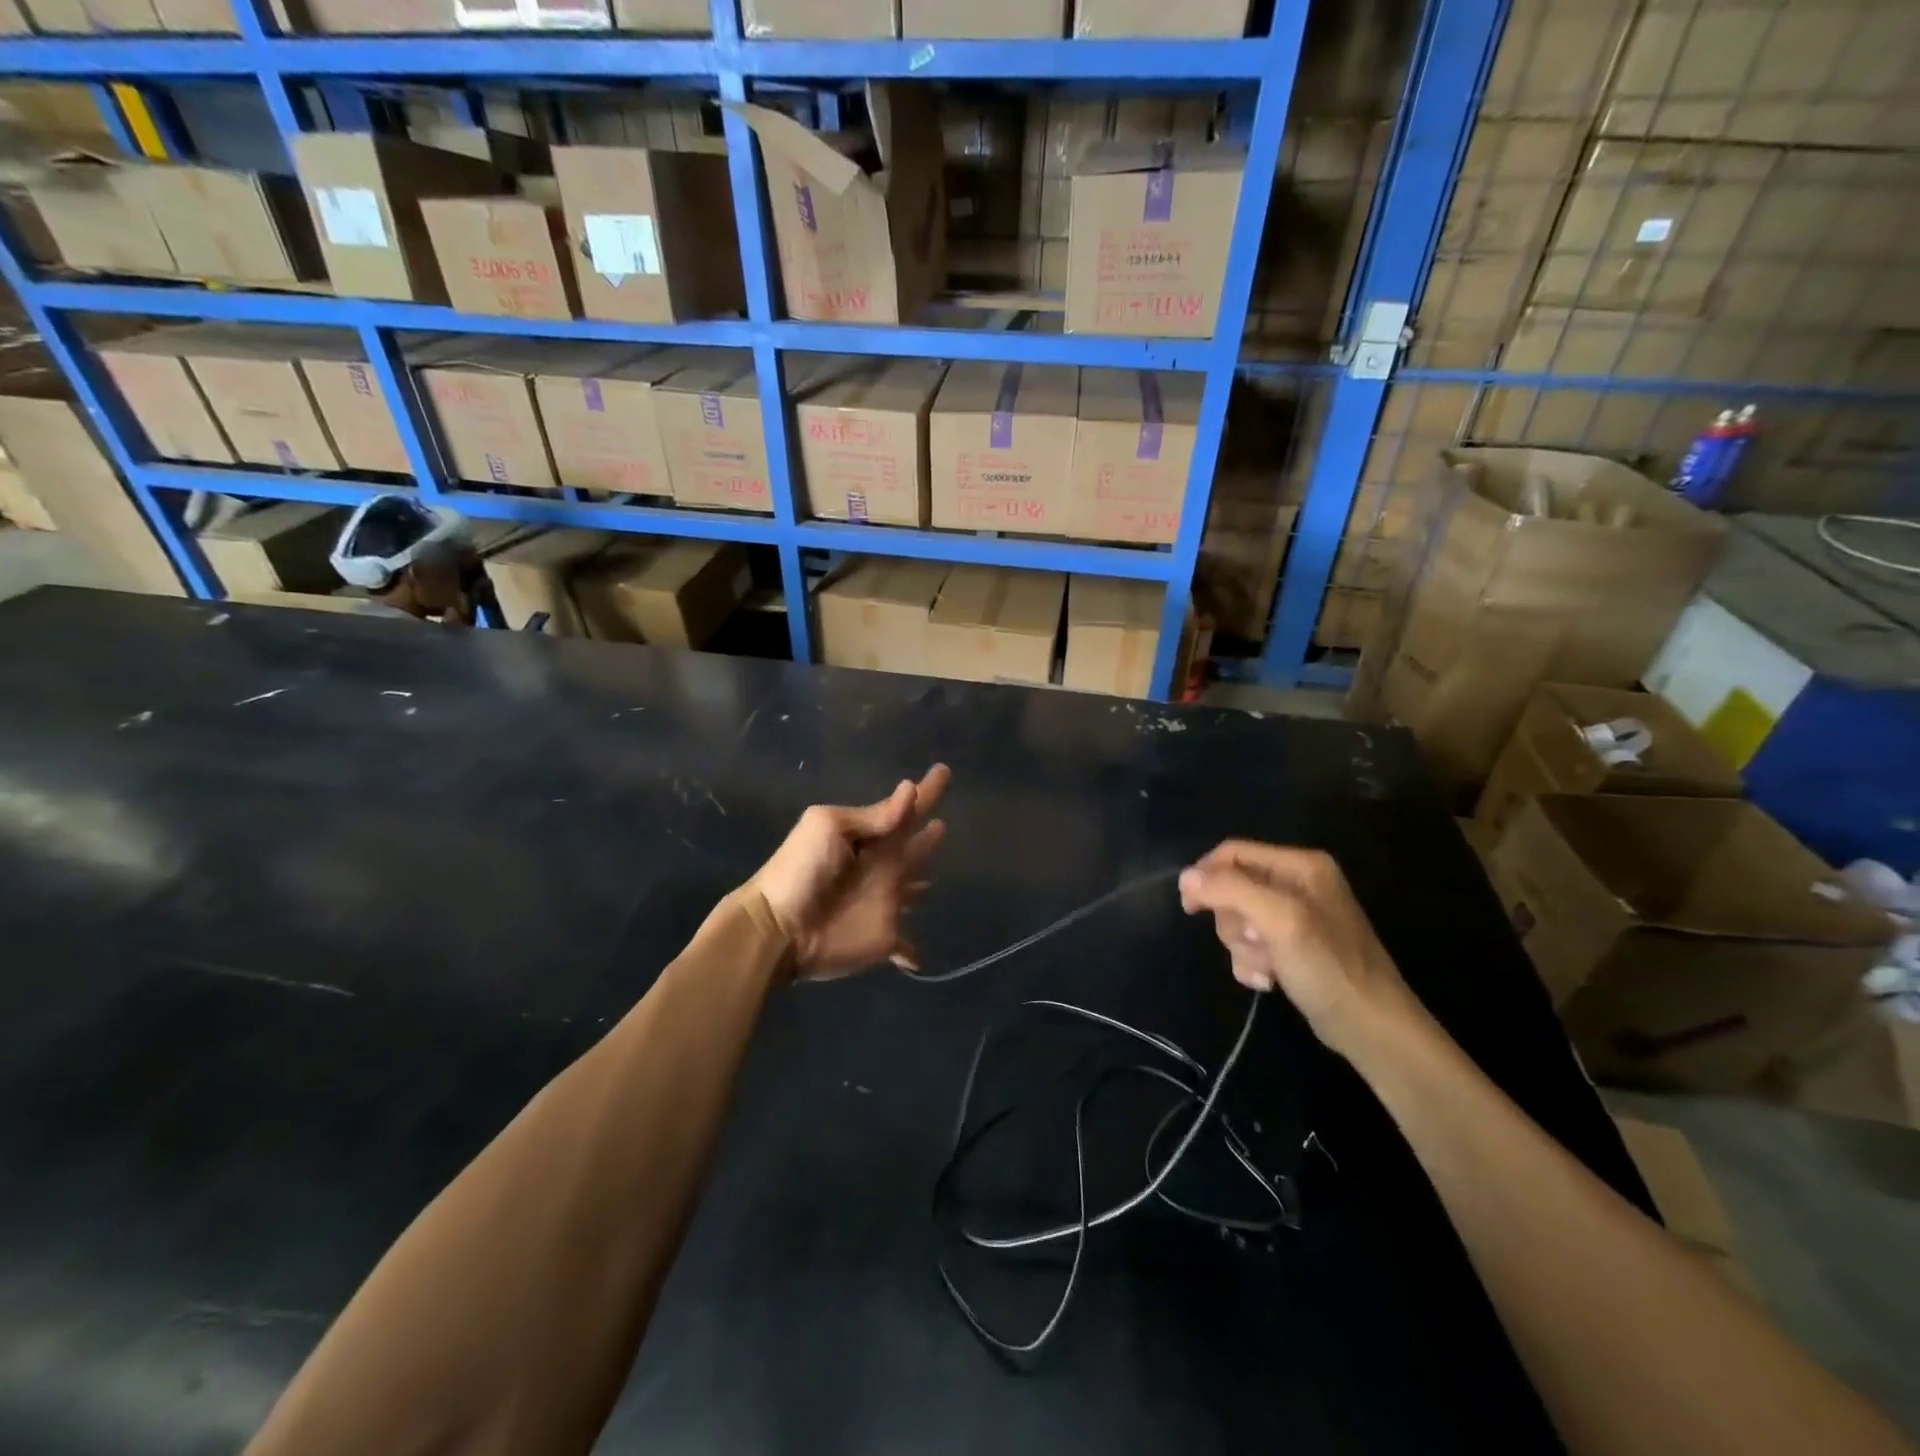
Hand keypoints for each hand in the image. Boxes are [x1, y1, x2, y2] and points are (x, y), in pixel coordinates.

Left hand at [748, 765, 950, 981]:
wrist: (778, 927)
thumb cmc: (801, 870)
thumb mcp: (829, 827)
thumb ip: (872, 816)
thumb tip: (910, 791)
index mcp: (870, 838)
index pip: (905, 809)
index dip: (925, 791)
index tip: (943, 770)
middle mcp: (882, 866)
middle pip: (912, 848)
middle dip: (927, 837)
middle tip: (944, 824)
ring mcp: (884, 902)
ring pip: (911, 890)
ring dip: (921, 884)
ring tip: (934, 879)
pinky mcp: (884, 937)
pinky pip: (904, 945)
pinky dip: (911, 952)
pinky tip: (917, 959)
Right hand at [1178, 842, 1419, 1061]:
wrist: (1371, 1027)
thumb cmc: (1329, 967)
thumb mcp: (1278, 921)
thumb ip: (1231, 891)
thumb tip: (1185, 877)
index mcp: (1301, 865)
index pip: (1233, 853)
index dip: (1206, 875)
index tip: (1190, 908)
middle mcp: (1297, 883)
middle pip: (1232, 887)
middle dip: (1233, 921)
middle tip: (1254, 943)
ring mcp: (1295, 916)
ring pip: (1237, 918)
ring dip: (1242, 947)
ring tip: (1265, 967)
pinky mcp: (1292, 946)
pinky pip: (1250, 944)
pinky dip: (1251, 962)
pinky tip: (1267, 980)